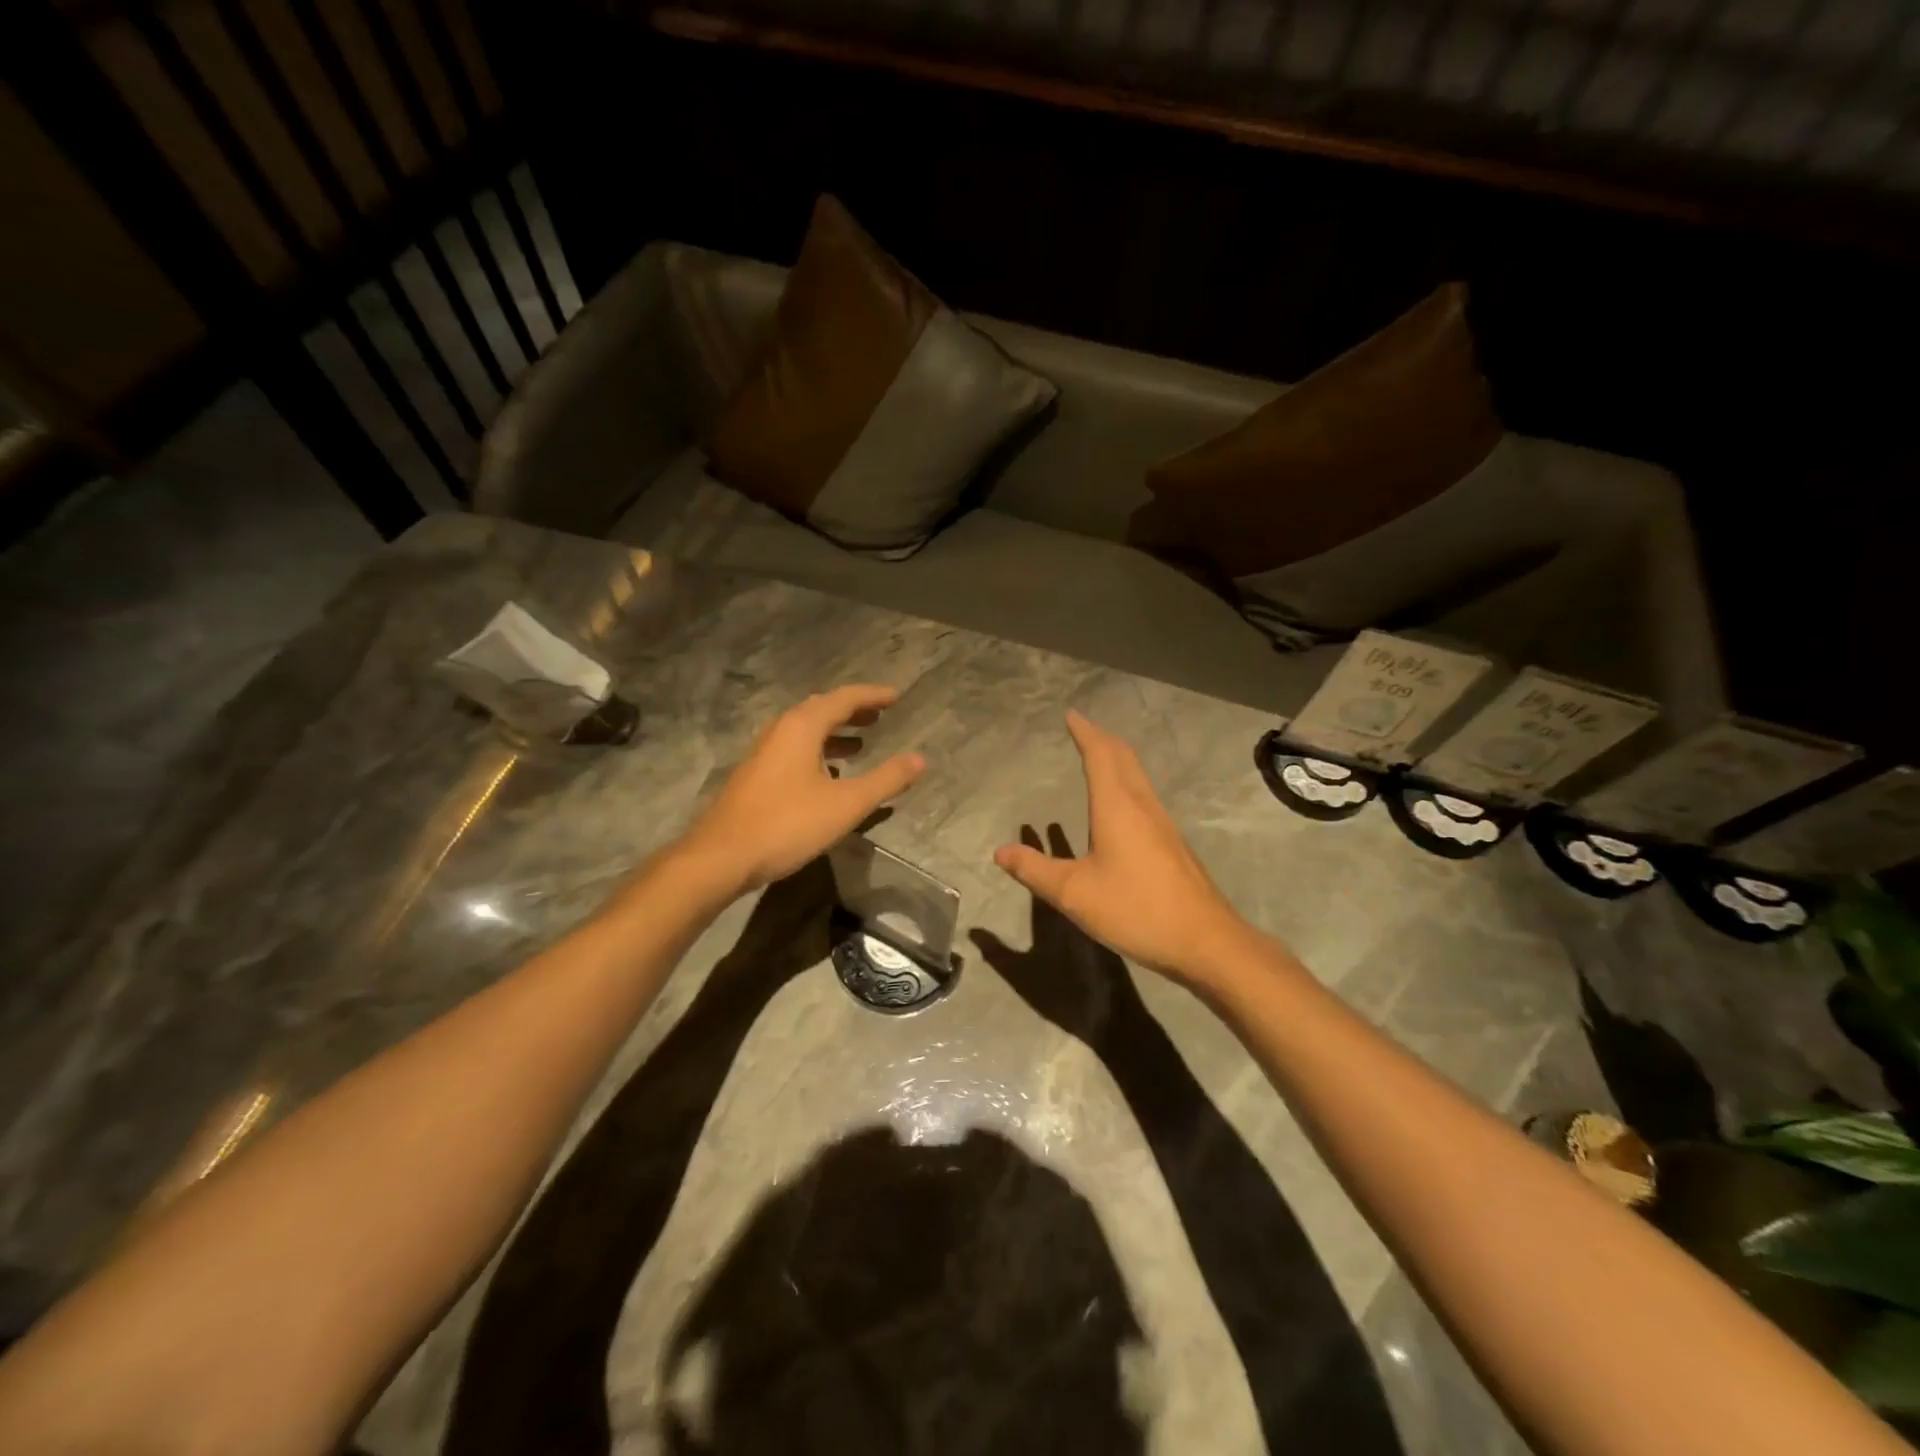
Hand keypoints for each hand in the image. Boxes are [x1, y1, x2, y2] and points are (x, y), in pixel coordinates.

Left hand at [682, 685, 924, 893]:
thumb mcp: (846, 804)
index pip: (843, 698)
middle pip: (821, 709)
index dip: (872, 695)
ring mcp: (764, 752)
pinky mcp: (756, 774)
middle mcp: (781, 730)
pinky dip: (818, 751)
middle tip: (880, 715)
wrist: (721, 856)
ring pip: (806, 730)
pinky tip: (829, 775)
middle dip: (853, 710)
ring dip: (835, 732)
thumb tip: (920, 759)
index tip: (896, 696)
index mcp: (802, 727)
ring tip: (862, 743)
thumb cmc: (787, 824)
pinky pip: (794, 749)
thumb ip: (885, 780)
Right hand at [993, 711, 1252, 986]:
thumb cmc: (1136, 909)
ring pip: (1137, 776)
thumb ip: (1035, 870)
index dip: (1084, 733)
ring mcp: (1161, 824)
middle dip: (1102, 739)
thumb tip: (1001, 852)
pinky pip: (1143, 796)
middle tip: (1083, 729)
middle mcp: (1142, 805)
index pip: (1099, 755)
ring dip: (1117, 759)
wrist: (1204, 940)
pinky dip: (1126, 782)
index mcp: (1117, 806)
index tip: (1071, 715)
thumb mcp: (1074, 894)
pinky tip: (1118, 806)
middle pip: (1123, 758)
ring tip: (1098, 756)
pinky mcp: (1171, 843)